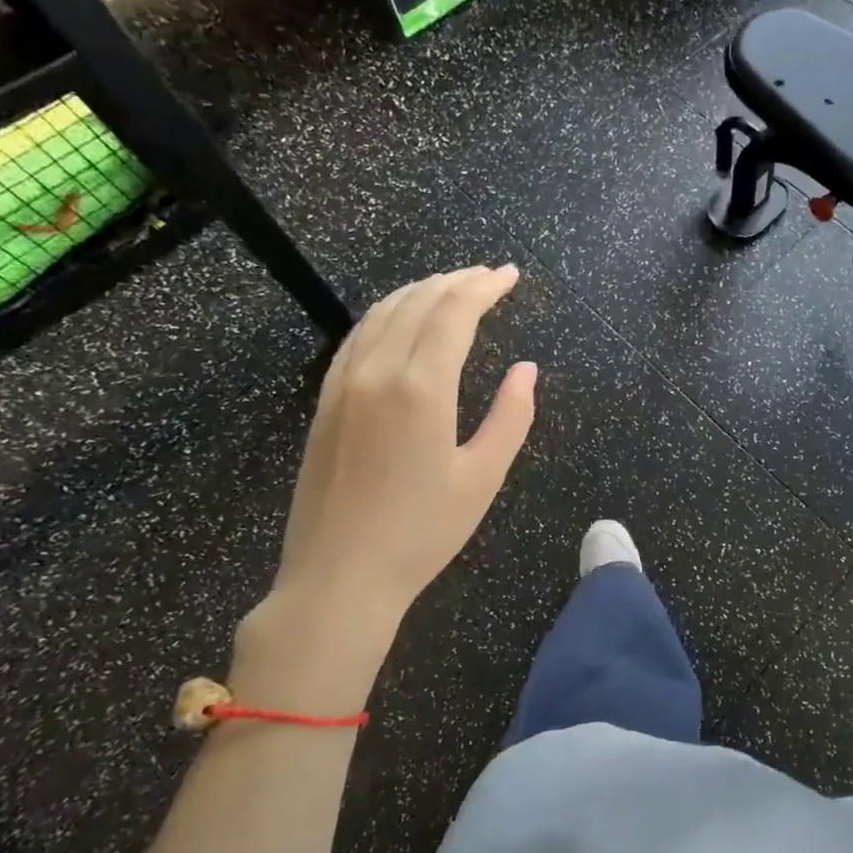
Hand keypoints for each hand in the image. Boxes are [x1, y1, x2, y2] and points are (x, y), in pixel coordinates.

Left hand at [233, 265, 536, 710]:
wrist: (338, 577)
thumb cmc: (422, 532)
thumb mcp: (483, 477)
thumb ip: (511, 417)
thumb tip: (526, 369)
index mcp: (421, 388)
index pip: (454, 313)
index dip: (484, 287)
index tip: (509, 275)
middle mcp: (378, 372)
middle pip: (418, 303)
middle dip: (456, 281)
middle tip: (487, 276)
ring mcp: (343, 385)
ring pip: (382, 314)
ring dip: (419, 291)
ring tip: (450, 286)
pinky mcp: (325, 403)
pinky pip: (357, 338)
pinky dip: (385, 314)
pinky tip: (399, 319)